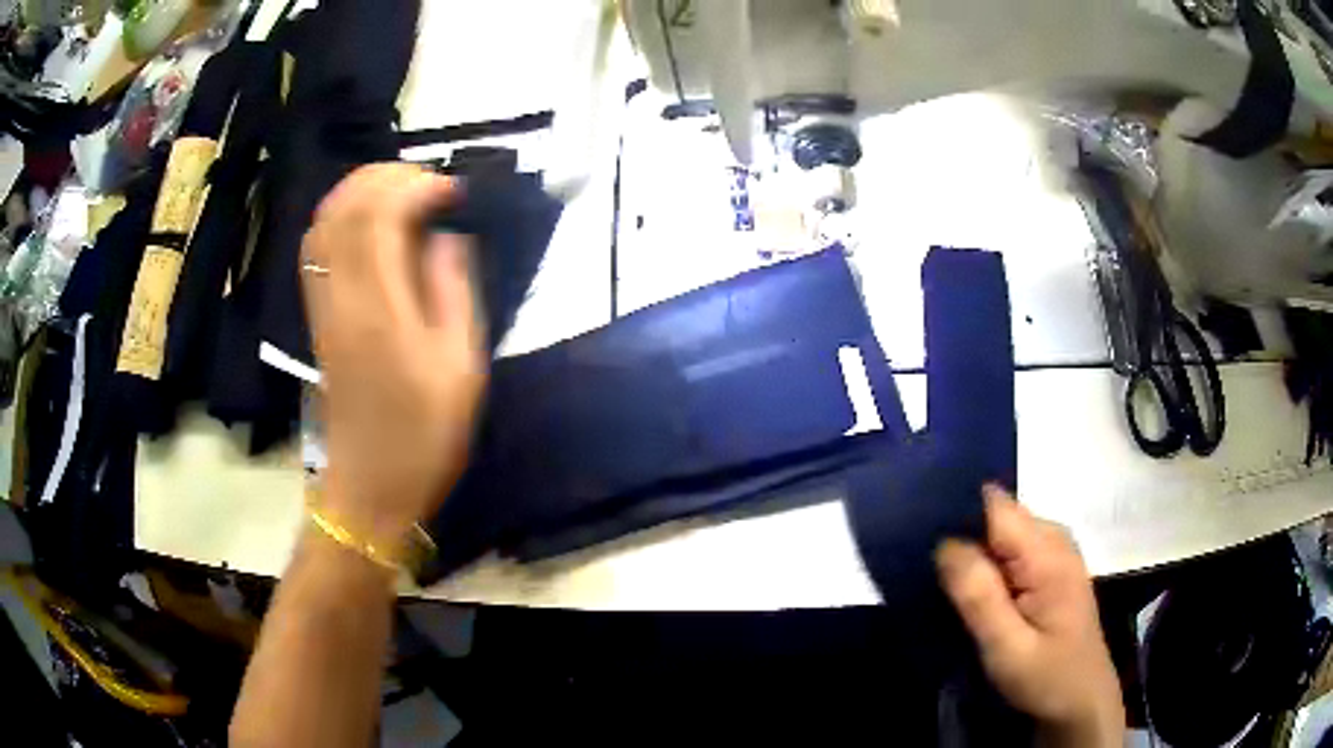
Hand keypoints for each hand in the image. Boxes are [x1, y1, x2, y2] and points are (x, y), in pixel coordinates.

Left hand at [301, 164, 486, 546]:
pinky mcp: (317, 317)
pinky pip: (316, 249)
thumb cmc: (424, 435)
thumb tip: (447, 237)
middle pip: (344, 207)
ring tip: (401, 193)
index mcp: (379, 308)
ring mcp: (322, 306)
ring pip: (323, 222)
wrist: (371, 486)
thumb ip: (454, 291)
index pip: (380, 216)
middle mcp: (341, 297)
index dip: (416, 186)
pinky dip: (340, 218)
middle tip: (428, 183)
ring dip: (359, 192)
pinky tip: (368, 224)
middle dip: (386, 176)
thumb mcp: (460, 367)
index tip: (453, 191)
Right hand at [936, 486, 1123, 746]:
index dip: (957, 514)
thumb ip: (978, 595)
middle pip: (998, 516)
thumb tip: (945, 543)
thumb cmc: (1047, 678)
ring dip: (972, 553)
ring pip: (1002, 534)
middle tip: (925, 571)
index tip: (919, 539)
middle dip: (961, 536)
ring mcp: (1055, 553)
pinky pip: (1011, 551)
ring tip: (943, 584)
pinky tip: (971, 593)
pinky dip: (988, 566)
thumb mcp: (1007, 648)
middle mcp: (1054, 539)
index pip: (994, 506)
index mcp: (1047, 553)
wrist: (1081, 701)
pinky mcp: (1051, 569)